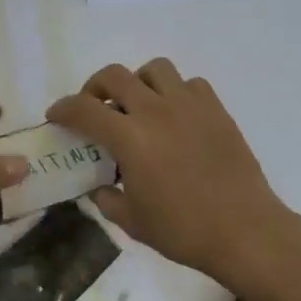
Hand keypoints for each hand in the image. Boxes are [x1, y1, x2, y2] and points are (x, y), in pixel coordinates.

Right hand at [48, 59, 300, 288]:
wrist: (244, 231)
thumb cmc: (182, 231)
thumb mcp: (132, 221)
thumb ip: (107, 199)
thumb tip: (101, 188)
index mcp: (130, 139)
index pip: (84, 110)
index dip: (63, 109)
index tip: (55, 116)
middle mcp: (157, 112)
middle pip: (115, 76)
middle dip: (94, 88)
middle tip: (94, 109)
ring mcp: (190, 107)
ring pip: (155, 69)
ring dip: (137, 82)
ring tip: (136, 106)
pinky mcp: (216, 111)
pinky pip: (189, 84)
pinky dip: (173, 92)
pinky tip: (173, 117)